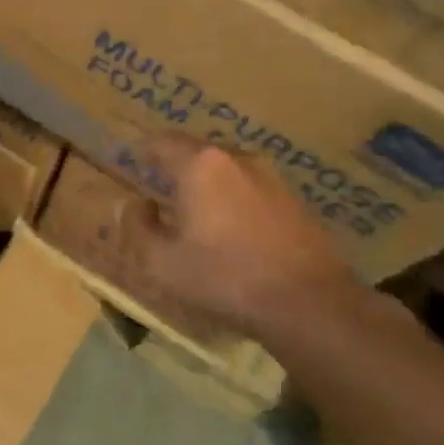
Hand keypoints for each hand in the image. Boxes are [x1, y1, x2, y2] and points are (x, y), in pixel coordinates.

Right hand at [119, 135, 366, 342]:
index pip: (162, 142)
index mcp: (200, 165)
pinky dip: (233, 198)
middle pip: (196, 151)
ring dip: (207, 183)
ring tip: (195, 211)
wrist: (310, 302)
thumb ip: (138, 228)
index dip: (144, 150)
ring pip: (226, 169)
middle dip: (176, 166)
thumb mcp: (163, 262)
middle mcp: (236, 158)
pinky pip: (250, 187)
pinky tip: (231, 229)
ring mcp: (271, 177)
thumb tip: (135, 205)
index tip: (134, 162)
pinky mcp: (294, 200)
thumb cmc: (225, 277)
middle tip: (160, 187)